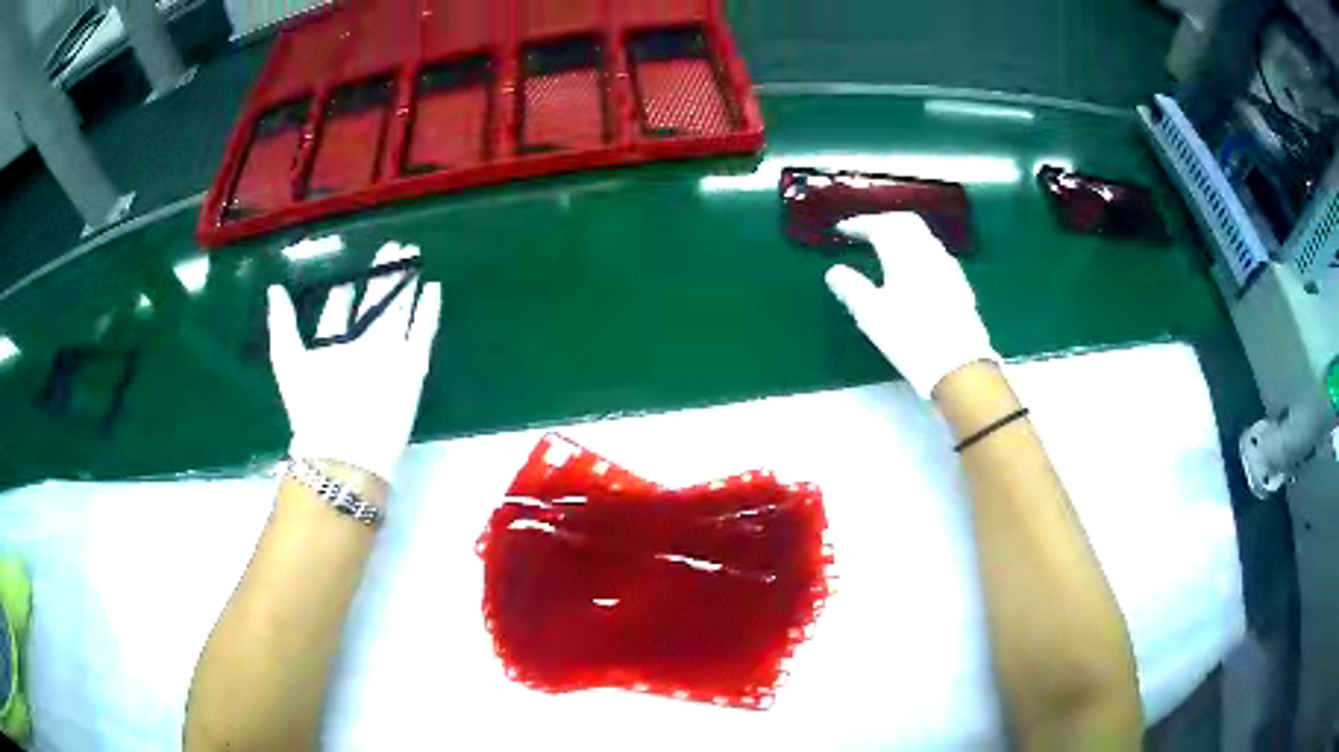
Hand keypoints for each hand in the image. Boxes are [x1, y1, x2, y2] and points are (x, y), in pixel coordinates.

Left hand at [268, 242, 442, 480]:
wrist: (345, 449)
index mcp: (333, 343)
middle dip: (382, 276)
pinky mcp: (411, 367)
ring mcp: (388, 355)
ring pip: (399, 311)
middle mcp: (361, 345)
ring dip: (406, 285)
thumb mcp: (287, 359)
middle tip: (393, 247)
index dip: (347, 286)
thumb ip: (282, 323)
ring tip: (414, 257)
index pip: (341, 308)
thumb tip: (274, 288)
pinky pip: (422, 333)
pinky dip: (428, 312)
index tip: (354, 264)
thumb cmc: (312, 406)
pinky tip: (433, 288)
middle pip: (374, 303)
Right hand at [825, 212, 997, 396]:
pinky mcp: (959, 284)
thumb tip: (834, 272)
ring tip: (886, 246)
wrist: (959, 365)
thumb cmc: (910, 337)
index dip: (859, 224)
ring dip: (902, 233)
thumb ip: (851, 288)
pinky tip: (914, 268)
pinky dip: (917, 250)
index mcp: (904, 254)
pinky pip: (935, 253)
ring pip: (923, 236)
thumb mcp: (872, 315)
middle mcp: (928, 252)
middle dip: (883, 221)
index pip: (880, 225)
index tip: (842, 229)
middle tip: (864, 230)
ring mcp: (948, 266)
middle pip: (905, 222)